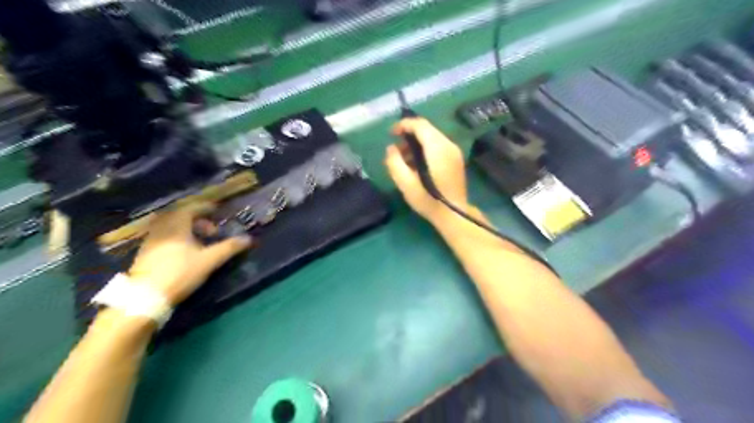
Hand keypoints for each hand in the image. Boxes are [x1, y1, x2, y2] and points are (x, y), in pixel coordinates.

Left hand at [124, 203, 250, 305]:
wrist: (146, 296)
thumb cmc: (181, 272)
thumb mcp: (209, 260)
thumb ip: (229, 247)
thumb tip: (248, 238)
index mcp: (177, 226)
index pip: (191, 208)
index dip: (205, 208)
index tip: (217, 210)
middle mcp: (162, 228)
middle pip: (178, 215)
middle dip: (196, 219)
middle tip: (210, 229)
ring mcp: (151, 240)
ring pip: (169, 226)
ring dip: (185, 228)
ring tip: (198, 240)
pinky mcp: (145, 252)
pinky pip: (163, 235)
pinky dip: (175, 236)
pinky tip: (183, 249)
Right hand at [385, 117, 469, 223]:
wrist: (454, 215)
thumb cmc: (429, 200)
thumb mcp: (406, 184)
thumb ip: (395, 163)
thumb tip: (391, 148)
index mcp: (437, 148)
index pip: (420, 125)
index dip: (403, 125)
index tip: (391, 134)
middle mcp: (448, 145)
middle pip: (427, 129)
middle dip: (409, 134)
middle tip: (396, 149)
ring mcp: (454, 152)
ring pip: (432, 137)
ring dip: (417, 143)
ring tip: (404, 159)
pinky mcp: (456, 159)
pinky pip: (438, 146)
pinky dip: (425, 149)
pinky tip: (417, 164)